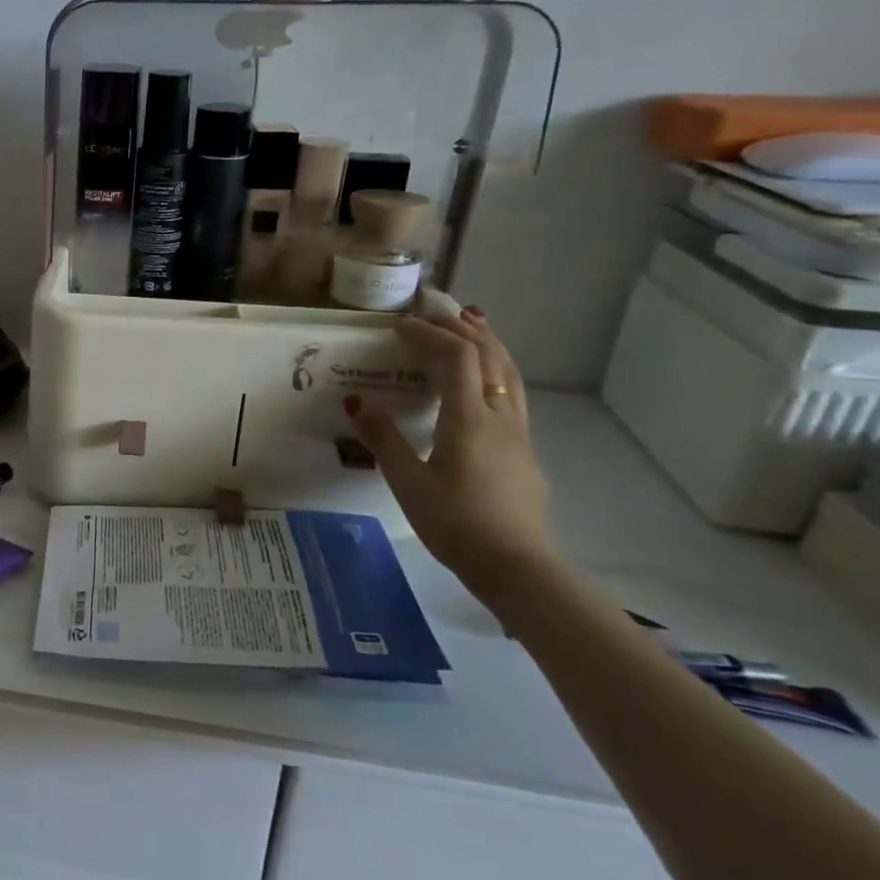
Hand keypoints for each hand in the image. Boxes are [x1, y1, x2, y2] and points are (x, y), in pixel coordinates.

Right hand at [344, 310, 554, 598]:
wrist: (517, 566)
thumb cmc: (456, 523)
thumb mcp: (407, 482)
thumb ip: (384, 439)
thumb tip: (356, 401)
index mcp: (469, 419)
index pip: (457, 356)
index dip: (429, 333)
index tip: (399, 325)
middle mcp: (500, 416)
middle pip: (490, 355)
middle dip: (461, 328)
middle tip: (433, 313)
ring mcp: (518, 433)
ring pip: (509, 372)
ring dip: (487, 343)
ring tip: (468, 326)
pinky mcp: (523, 450)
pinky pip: (512, 392)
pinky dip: (496, 369)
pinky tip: (482, 381)